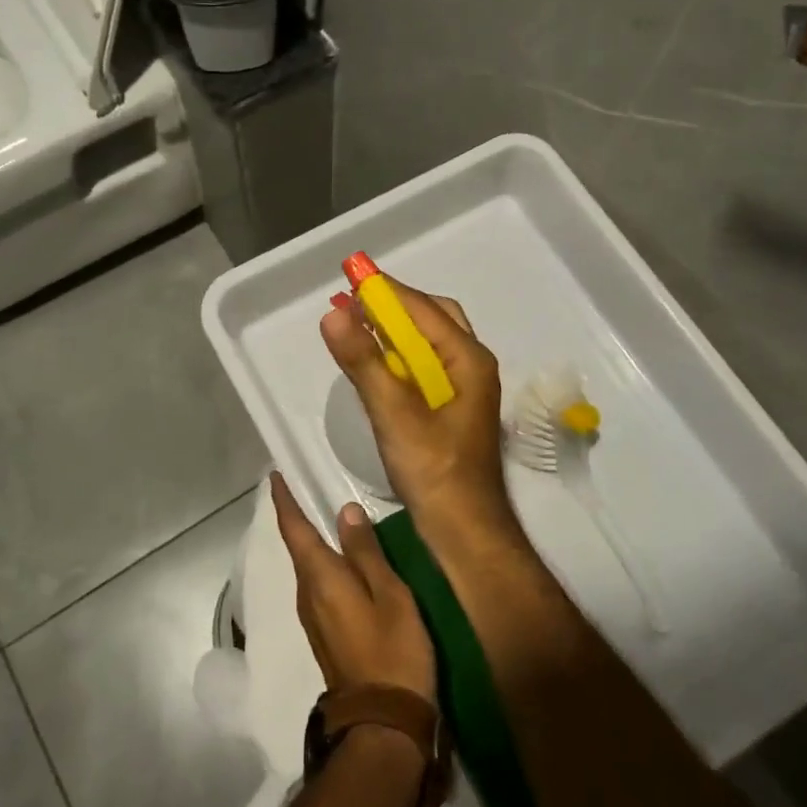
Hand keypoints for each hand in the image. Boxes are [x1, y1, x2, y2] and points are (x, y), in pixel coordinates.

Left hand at [272, 473, 435, 702]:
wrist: (383, 723)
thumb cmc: (392, 651)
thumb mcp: (389, 595)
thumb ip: (366, 552)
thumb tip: (344, 511)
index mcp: (320, 578)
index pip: (294, 529)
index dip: (284, 501)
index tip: (276, 475)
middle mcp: (307, 594)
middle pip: (298, 547)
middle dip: (298, 517)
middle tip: (306, 486)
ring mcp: (313, 617)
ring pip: (308, 567)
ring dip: (311, 540)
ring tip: (325, 515)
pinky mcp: (324, 633)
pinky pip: (318, 585)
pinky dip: (323, 563)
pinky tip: (341, 560)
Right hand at [319, 280, 525, 561]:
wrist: (463, 530)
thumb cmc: (434, 471)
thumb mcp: (393, 413)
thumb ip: (363, 362)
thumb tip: (334, 314)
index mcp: (467, 359)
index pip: (422, 308)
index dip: (385, 290)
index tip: (350, 276)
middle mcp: (472, 365)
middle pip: (432, 318)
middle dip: (392, 306)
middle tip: (353, 303)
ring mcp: (465, 388)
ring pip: (428, 343)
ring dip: (394, 331)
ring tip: (356, 326)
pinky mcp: (452, 409)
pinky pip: (424, 367)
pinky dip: (398, 356)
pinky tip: (375, 366)